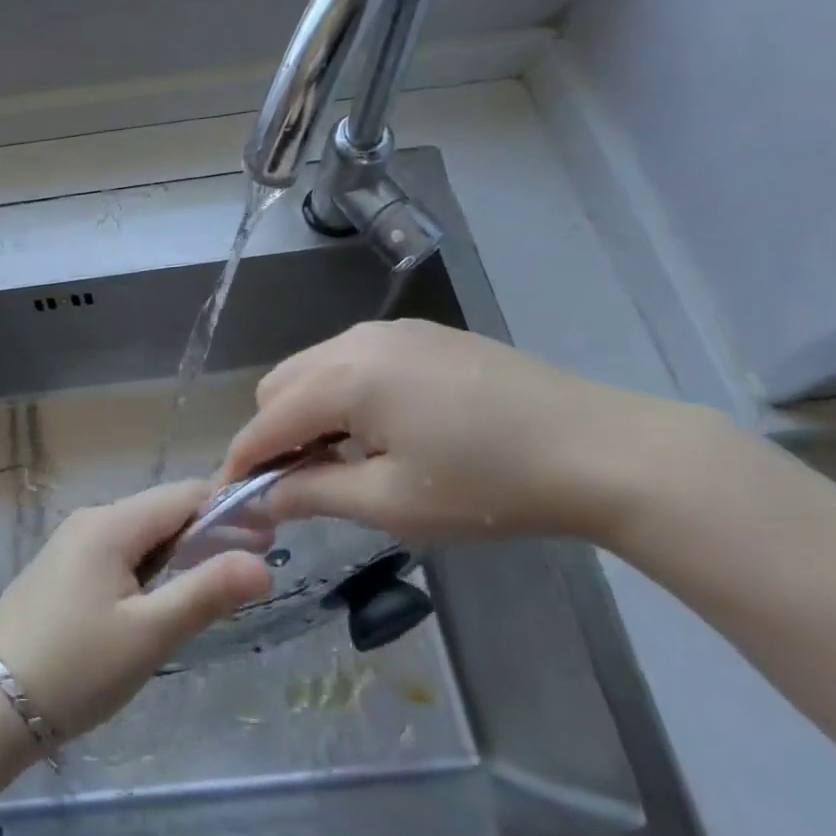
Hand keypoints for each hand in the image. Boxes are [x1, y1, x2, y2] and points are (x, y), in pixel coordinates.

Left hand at [0, 480, 272, 740]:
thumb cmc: (75, 668)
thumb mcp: (149, 634)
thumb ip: (206, 592)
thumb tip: (262, 561)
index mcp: (111, 523)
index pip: (183, 494)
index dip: (230, 509)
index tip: (270, 537)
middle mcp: (91, 520)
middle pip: (162, 511)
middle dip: (208, 532)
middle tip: (251, 569)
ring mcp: (72, 543)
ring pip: (141, 534)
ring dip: (180, 551)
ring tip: (215, 586)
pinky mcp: (63, 569)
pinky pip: (119, 553)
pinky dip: (150, 566)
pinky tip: (163, 597)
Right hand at [219, 319, 703, 545]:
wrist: (600, 448)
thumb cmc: (490, 486)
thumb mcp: (393, 503)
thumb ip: (315, 494)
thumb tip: (263, 498)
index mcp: (344, 377)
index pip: (266, 420)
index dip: (242, 461)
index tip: (234, 500)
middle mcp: (355, 340)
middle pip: (280, 385)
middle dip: (273, 434)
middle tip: (299, 485)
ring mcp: (390, 331)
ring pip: (314, 367)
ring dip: (307, 412)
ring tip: (342, 460)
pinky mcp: (420, 334)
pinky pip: (352, 360)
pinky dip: (342, 394)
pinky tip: (381, 429)